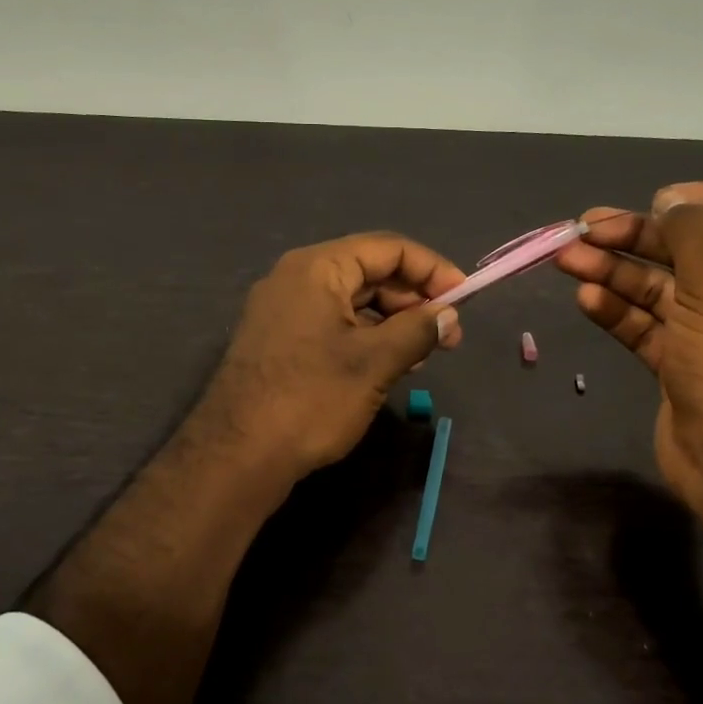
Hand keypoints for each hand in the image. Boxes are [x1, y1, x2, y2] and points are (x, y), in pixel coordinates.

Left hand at [194, 232, 464, 482]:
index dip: (432, 269)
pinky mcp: (280, 340)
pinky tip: (389, 363)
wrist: (237, 455)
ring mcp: (284, 310)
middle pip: (369, 271)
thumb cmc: (311, 399)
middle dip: (414, 298)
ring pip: (352, 301)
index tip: (464, 298)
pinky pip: (333, 323)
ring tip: (424, 354)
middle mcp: (296, 278)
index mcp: (317, 268)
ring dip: (393, 320)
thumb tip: (449, 316)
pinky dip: (366, 336)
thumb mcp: (374, 363)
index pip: (388, 248)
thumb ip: (418, 330)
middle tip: (448, 335)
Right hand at [554, 183, 702, 515]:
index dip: (702, 198)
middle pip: (687, 248)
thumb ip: (691, 231)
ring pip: (657, 288)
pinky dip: (617, 310)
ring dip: (613, 271)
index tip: (657, 201)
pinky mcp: (679, 363)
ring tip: (566, 260)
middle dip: (635, 237)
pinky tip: (587, 299)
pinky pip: (645, 325)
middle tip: (584, 230)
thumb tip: (670, 199)